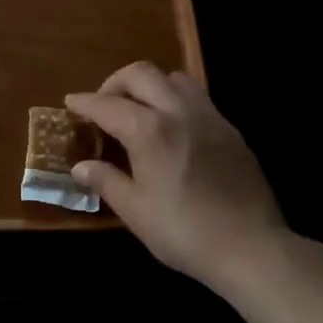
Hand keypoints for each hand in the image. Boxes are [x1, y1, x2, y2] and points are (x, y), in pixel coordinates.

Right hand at [66, 62, 294, 293]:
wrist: (252, 248)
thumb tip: (81, 166)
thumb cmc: (185, 232)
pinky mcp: (230, 130)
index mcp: (150, 131)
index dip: (84, 102)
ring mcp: (209, 117)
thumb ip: (106, 181)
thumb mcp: (135, 211)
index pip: (107, 105)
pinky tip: (173, 128)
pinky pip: (198, 98)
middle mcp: (178, 112)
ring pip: (174, 78)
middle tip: (104, 105)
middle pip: (141, 74)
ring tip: (140, 110)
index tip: (70, 103)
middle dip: (115, 83)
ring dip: (150, 85)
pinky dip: (176, 100)